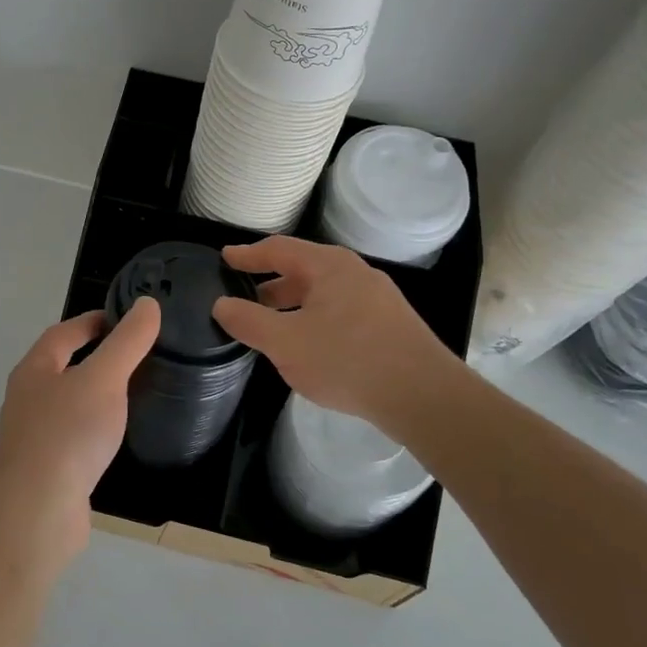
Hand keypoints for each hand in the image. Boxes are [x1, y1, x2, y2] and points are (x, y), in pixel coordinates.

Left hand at [0, 299, 160, 561]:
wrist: (36, 513)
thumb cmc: (68, 434)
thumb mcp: (104, 378)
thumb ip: (127, 342)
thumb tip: (147, 304)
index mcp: (35, 370)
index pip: (63, 333)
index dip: (92, 321)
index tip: (123, 320)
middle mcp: (27, 399)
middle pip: (60, 367)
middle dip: (93, 357)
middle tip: (134, 355)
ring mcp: (33, 437)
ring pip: (67, 404)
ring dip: (93, 395)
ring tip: (130, 394)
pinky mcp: (45, 470)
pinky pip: (72, 438)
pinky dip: (93, 430)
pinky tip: (114, 440)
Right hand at [212, 236, 459, 433]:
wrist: (424, 396)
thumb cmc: (348, 360)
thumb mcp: (286, 343)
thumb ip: (249, 322)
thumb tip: (222, 305)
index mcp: (329, 266)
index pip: (279, 249)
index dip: (249, 255)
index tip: (225, 258)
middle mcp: (355, 273)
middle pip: (303, 269)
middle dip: (270, 284)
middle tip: (244, 299)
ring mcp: (377, 298)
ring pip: (323, 293)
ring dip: (293, 305)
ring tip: (272, 326)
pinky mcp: (390, 324)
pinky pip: (341, 311)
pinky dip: (315, 319)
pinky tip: (310, 346)